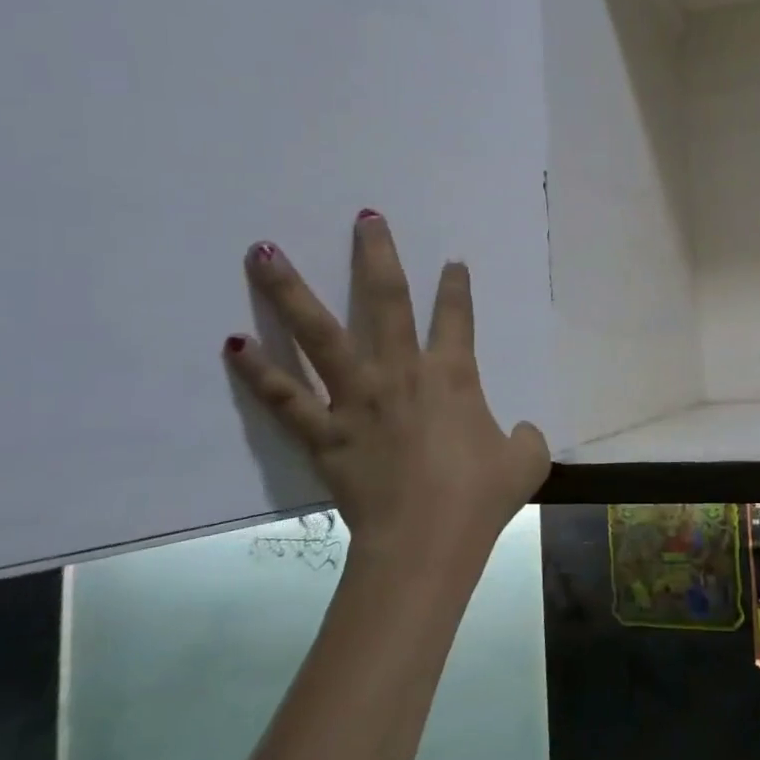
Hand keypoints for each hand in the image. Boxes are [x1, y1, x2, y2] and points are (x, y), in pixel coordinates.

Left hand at [223, 212, 549, 576]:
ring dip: (291, 290)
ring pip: (319, 332)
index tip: (453, 261)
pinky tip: (232, 344)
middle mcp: (401, 372)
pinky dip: (258, 371)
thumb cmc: (479, 497)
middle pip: (387, 300)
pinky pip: (284, 397)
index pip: (458, 316)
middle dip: (377, 255)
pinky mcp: (323, 431)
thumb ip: (525, 437)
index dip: (457, 286)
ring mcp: (356, 398)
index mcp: (453, 375)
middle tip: (365, 217)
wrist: (427, 542)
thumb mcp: (526, 462)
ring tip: (263, 251)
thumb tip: (518, 431)